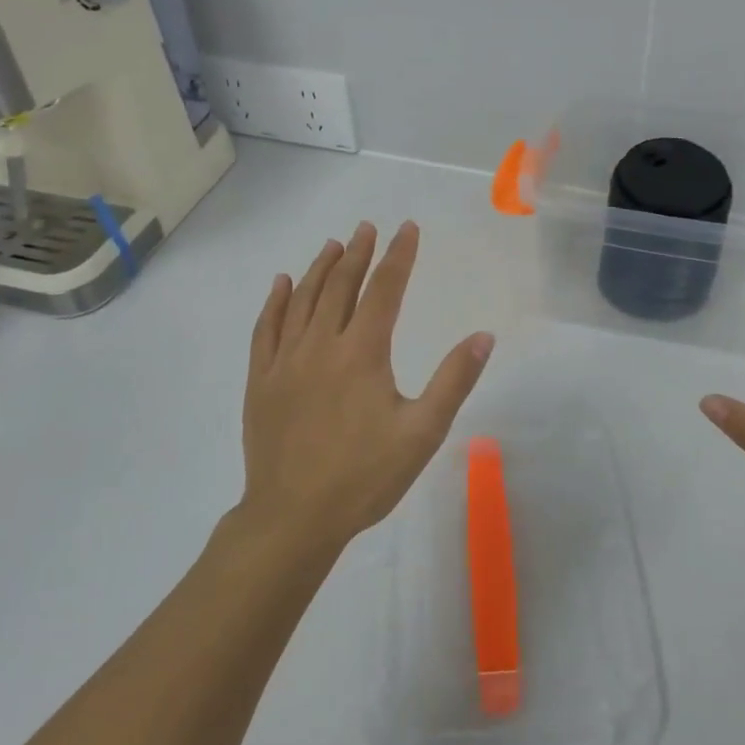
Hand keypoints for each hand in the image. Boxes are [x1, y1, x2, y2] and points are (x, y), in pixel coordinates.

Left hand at [239, 221, 494, 556]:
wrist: (293, 517)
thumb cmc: (364, 476)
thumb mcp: (422, 433)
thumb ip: (453, 381)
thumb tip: (482, 336)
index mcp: (362, 352)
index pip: (384, 289)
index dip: (398, 256)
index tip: (407, 228)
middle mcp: (321, 345)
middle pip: (340, 286)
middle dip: (358, 253)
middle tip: (368, 227)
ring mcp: (285, 361)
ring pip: (302, 300)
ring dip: (319, 268)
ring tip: (334, 245)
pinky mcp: (262, 380)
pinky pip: (266, 328)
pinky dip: (275, 301)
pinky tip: (281, 284)